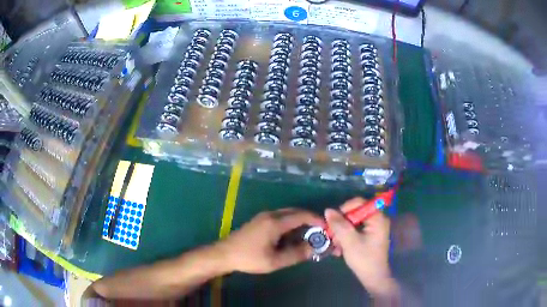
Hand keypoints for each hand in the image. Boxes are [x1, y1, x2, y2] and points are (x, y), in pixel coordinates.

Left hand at [218, 208, 323, 273]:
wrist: (224, 254)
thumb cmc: (249, 258)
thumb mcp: (275, 261)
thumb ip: (296, 254)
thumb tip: (314, 248)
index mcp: (275, 222)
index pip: (302, 215)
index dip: (316, 220)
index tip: (326, 228)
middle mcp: (270, 214)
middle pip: (295, 212)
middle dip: (309, 220)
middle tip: (319, 232)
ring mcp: (263, 216)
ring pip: (287, 214)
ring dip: (299, 222)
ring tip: (308, 236)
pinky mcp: (259, 221)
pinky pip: (280, 218)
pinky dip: (290, 224)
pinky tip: (291, 237)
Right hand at [325, 198, 396, 297]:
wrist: (373, 278)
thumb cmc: (364, 258)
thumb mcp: (349, 241)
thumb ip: (339, 225)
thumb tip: (328, 210)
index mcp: (377, 218)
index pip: (360, 203)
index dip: (345, 208)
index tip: (334, 219)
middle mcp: (377, 220)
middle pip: (355, 213)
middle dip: (342, 224)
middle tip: (332, 235)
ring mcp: (373, 229)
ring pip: (353, 223)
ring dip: (342, 232)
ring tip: (334, 245)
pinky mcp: (369, 237)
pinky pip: (355, 231)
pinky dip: (346, 237)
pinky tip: (339, 249)